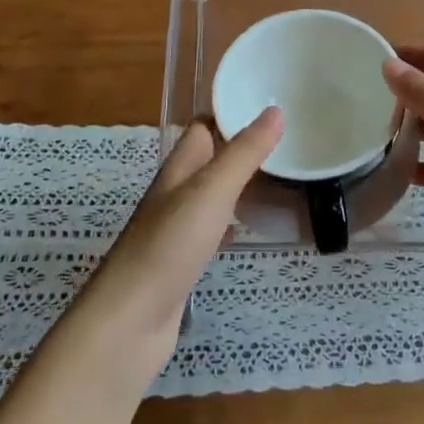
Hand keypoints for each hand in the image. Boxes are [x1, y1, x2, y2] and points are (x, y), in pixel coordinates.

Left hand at [80, 108, 282, 375]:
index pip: (204, 126)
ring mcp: (179, 226)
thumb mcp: (212, 191)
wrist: (131, 321)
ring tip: (286, 177)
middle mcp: (177, 191)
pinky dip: (240, 220)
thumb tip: (274, 110)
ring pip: (217, 192)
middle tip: (292, 141)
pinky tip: (260, 226)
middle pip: (213, 158)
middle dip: (246, 147)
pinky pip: (218, 227)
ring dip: (245, 183)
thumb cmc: (169, 246)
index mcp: (180, 167)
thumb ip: (243, 153)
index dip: (232, 110)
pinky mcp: (186, 259)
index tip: (271, 102)